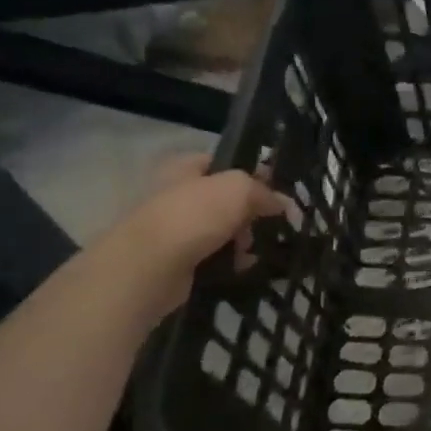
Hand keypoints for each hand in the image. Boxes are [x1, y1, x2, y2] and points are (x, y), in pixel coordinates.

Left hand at [102, 158, 290, 318]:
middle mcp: (176, 194)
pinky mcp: (175, 261)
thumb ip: (264, 192)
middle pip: (226, 199)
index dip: (251, 173)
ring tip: (251, 251)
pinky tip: (240, 267)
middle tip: (266, 224)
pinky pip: (212, 256)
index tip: (276, 189)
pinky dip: (229, 261)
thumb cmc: (193, 216)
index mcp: (184, 167)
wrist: (148, 268)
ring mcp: (173, 229)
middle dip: (249, 213)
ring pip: (221, 229)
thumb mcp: (239, 189)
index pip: (223, 162)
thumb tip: (283, 204)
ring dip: (242, 240)